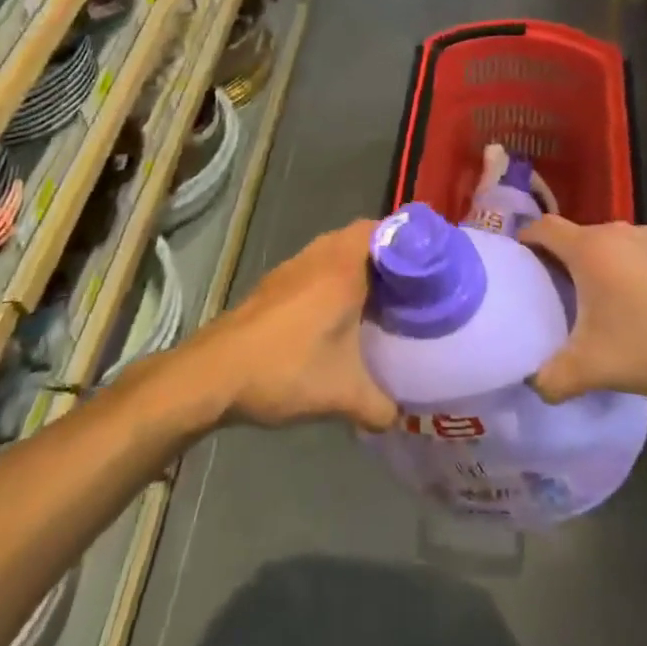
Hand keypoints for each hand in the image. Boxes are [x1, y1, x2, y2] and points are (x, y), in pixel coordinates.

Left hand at [189, 220, 397, 431]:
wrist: (214, 374)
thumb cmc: (286, 369)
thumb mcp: (343, 395)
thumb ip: (381, 406)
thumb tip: (401, 416)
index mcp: (344, 266)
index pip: (385, 228)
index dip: (411, 240)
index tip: (432, 265)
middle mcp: (321, 255)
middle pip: (363, 237)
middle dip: (388, 257)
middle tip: (411, 287)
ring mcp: (293, 267)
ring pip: (337, 251)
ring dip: (357, 267)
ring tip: (380, 301)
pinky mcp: (275, 284)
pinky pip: (317, 267)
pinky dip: (333, 279)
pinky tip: (338, 316)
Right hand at [520, 216, 646, 405]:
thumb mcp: (593, 369)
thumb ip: (552, 378)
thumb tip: (533, 384)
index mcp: (590, 249)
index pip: (544, 228)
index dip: (525, 239)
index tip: (517, 261)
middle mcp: (618, 231)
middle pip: (578, 237)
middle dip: (564, 261)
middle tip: (558, 295)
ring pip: (612, 245)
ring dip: (601, 265)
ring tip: (603, 303)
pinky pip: (643, 253)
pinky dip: (633, 270)